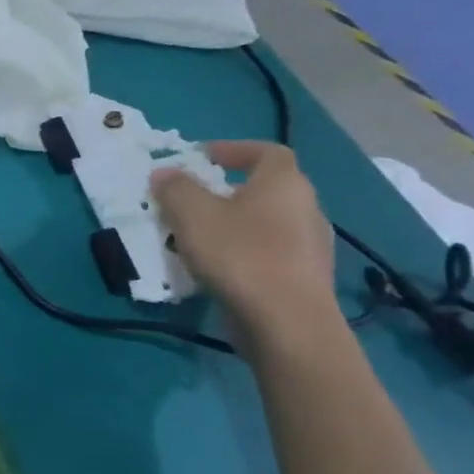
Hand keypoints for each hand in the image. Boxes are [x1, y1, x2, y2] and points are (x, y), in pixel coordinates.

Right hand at [152, 141, 339, 343]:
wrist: (286, 323)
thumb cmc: (239, 255)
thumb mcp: (192, 215)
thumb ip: (175, 188)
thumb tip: (165, 172)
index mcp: (284, 184)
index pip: (267, 152)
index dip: (233, 149)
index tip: (201, 157)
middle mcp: (306, 209)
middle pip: (265, 188)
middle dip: (226, 190)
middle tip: (189, 199)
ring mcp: (309, 246)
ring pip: (264, 222)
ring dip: (231, 222)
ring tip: (194, 235)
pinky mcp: (302, 278)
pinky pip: (267, 252)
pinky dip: (240, 251)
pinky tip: (214, 266)